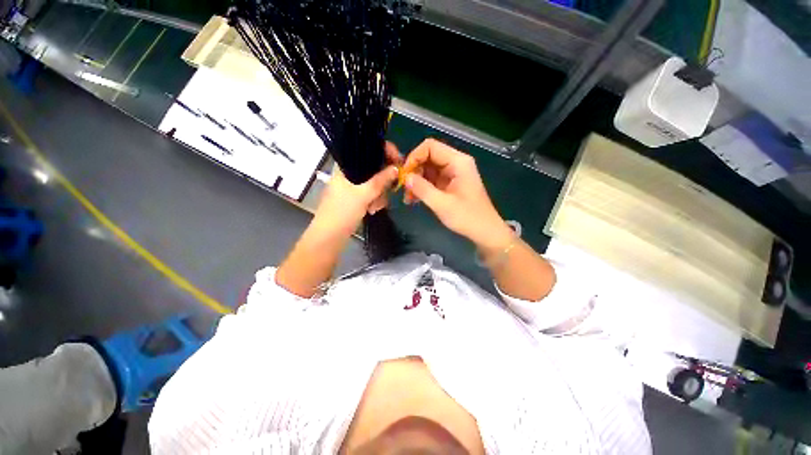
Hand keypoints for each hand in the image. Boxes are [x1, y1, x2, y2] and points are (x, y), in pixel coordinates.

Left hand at [311, 142, 400, 237]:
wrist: (329, 238)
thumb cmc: (341, 213)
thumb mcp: (363, 195)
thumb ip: (380, 181)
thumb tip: (397, 168)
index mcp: (345, 166)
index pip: (367, 150)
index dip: (384, 152)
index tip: (398, 160)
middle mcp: (349, 173)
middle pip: (374, 167)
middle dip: (384, 180)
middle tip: (390, 189)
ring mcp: (353, 186)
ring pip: (375, 182)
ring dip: (380, 194)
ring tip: (375, 206)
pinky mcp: (356, 197)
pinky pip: (372, 193)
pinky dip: (375, 200)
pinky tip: (372, 210)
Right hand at [403, 139, 512, 249]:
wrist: (485, 231)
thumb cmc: (467, 217)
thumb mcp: (442, 204)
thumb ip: (422, 189)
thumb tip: (405, 178)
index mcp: (458, 161)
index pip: (430, 147)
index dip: (414, 157)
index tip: (405, 175)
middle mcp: (455, 163)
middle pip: (428, 157)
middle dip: (414, 171)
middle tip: (405, 189)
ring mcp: (453, 173)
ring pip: (428, 169)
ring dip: (416, 181)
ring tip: (408, 197)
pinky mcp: (450, 183)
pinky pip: (432, 179)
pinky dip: (422, 187)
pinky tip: (414, 199)